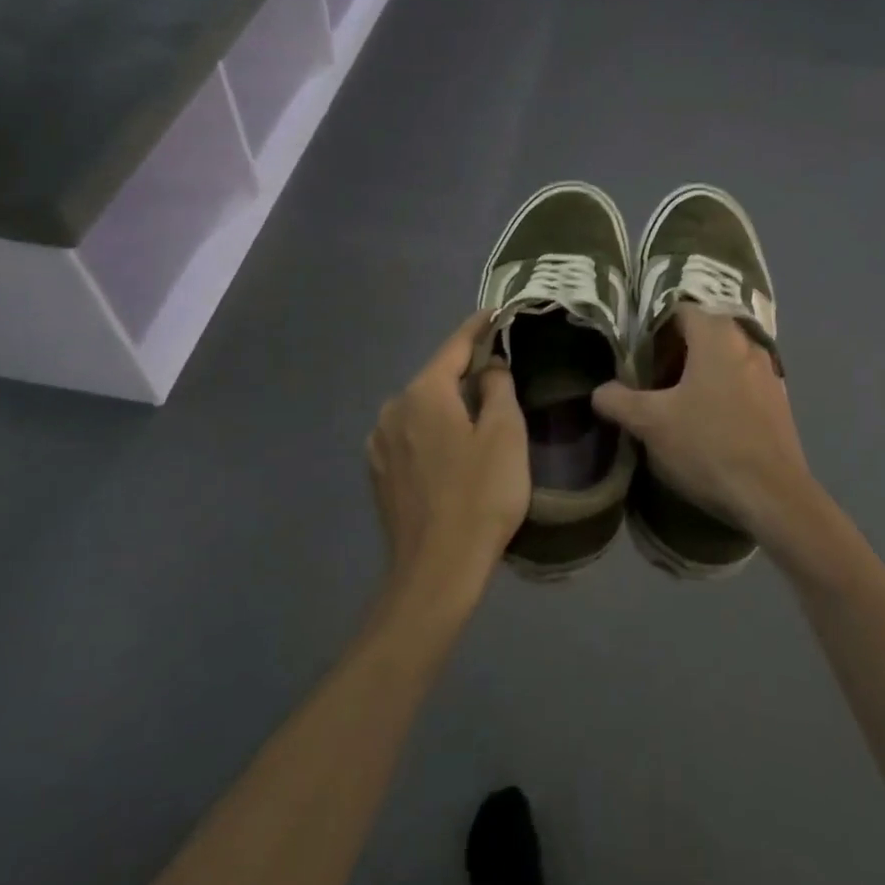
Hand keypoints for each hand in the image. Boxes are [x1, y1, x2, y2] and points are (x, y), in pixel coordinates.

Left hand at [366, 311, 530, 606]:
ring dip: (448, 406)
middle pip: (437, 378)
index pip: (454, 346)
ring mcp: (380, 443)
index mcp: (423, 393)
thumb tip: (488, 367)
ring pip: (422, 408)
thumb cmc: (480, 496)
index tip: (495, 312)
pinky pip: (411, 435)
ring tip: (478, 418)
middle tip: (500, 376)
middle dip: (466, 373)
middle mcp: (393, 408)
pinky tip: (452, 452)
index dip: (478, 328)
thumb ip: (497, 387)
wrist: (436, 571)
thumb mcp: (505, 434)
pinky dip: (433, 432)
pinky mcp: (379, 473)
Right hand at [592, 306, 818, 547]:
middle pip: (700, 333)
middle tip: (647, 379)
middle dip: (671, 352)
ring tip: (672, 403)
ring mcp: (768, 372)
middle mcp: (747, 342)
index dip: (651, 328)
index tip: (633, 354)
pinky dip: (719, 391)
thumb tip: (601, 391)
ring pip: (721, 359)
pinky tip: (705, 423)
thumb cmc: (709, 447)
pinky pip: (740, 382)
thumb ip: (618, 400)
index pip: (677, 310)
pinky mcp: (778, 401)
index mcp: (716, 335)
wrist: (774, 498)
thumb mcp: (651, 424)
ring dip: (696, 374)